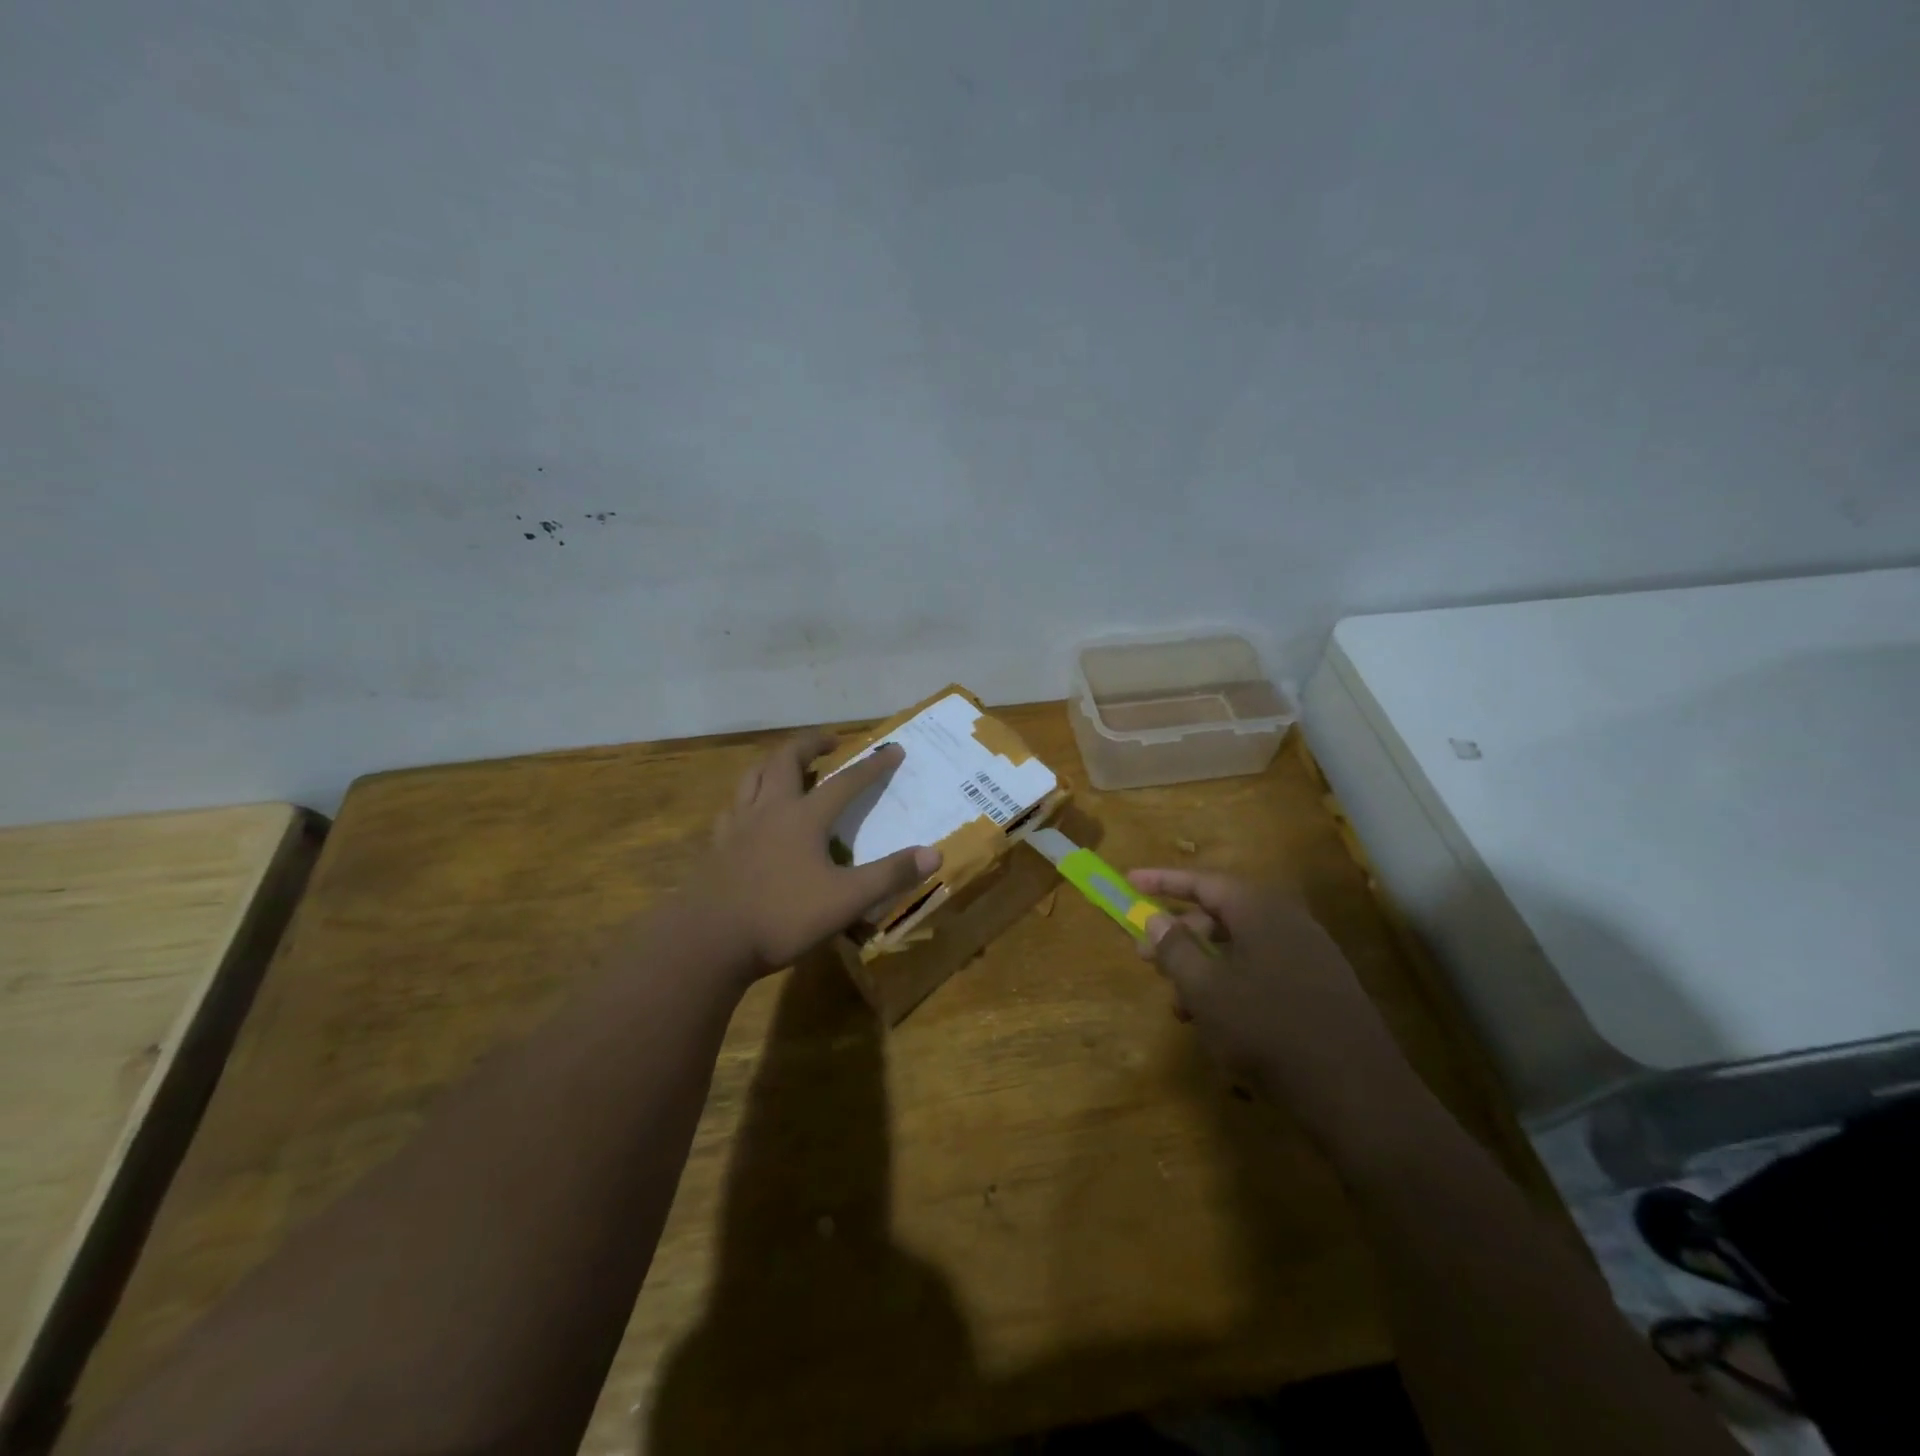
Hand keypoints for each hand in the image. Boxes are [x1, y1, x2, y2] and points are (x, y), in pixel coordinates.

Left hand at [702, 732, 940, 974]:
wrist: (709, 941)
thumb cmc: (782, 917)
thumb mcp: (846, 900)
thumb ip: (889, 876)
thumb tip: (934, 854)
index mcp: (804, 818)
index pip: (846, 782)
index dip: (873, 765)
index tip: (893, 750)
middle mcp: (770, 810)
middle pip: (787, 761)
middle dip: (811, 744)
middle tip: (829, 741)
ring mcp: (738, 826)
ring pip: (754, 777)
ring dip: (774, 763)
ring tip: (787, 765)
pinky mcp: (717, 847)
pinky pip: (733, 808)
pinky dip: (747, 797)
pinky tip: (749, 811)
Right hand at [1127, 868, 1419, 1146]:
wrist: (1358, 1095)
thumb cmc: (1268, 1029)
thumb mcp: (1205, 989)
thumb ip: (1175, 949)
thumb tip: (1155, 919)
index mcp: (1260, 909)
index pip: (1202, 881)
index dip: (1162, 882)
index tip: (1129, 882)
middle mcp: (1288, 922)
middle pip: (1221, 914)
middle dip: (1179, 935)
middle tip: (1146, 957)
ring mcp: (1310, 956)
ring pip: (1241, 949)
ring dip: (1203, 969)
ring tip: (1179, 1006)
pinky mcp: (1322, 989)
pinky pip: (1264, 973)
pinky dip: (1232, 987)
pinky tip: (1218, 1025)